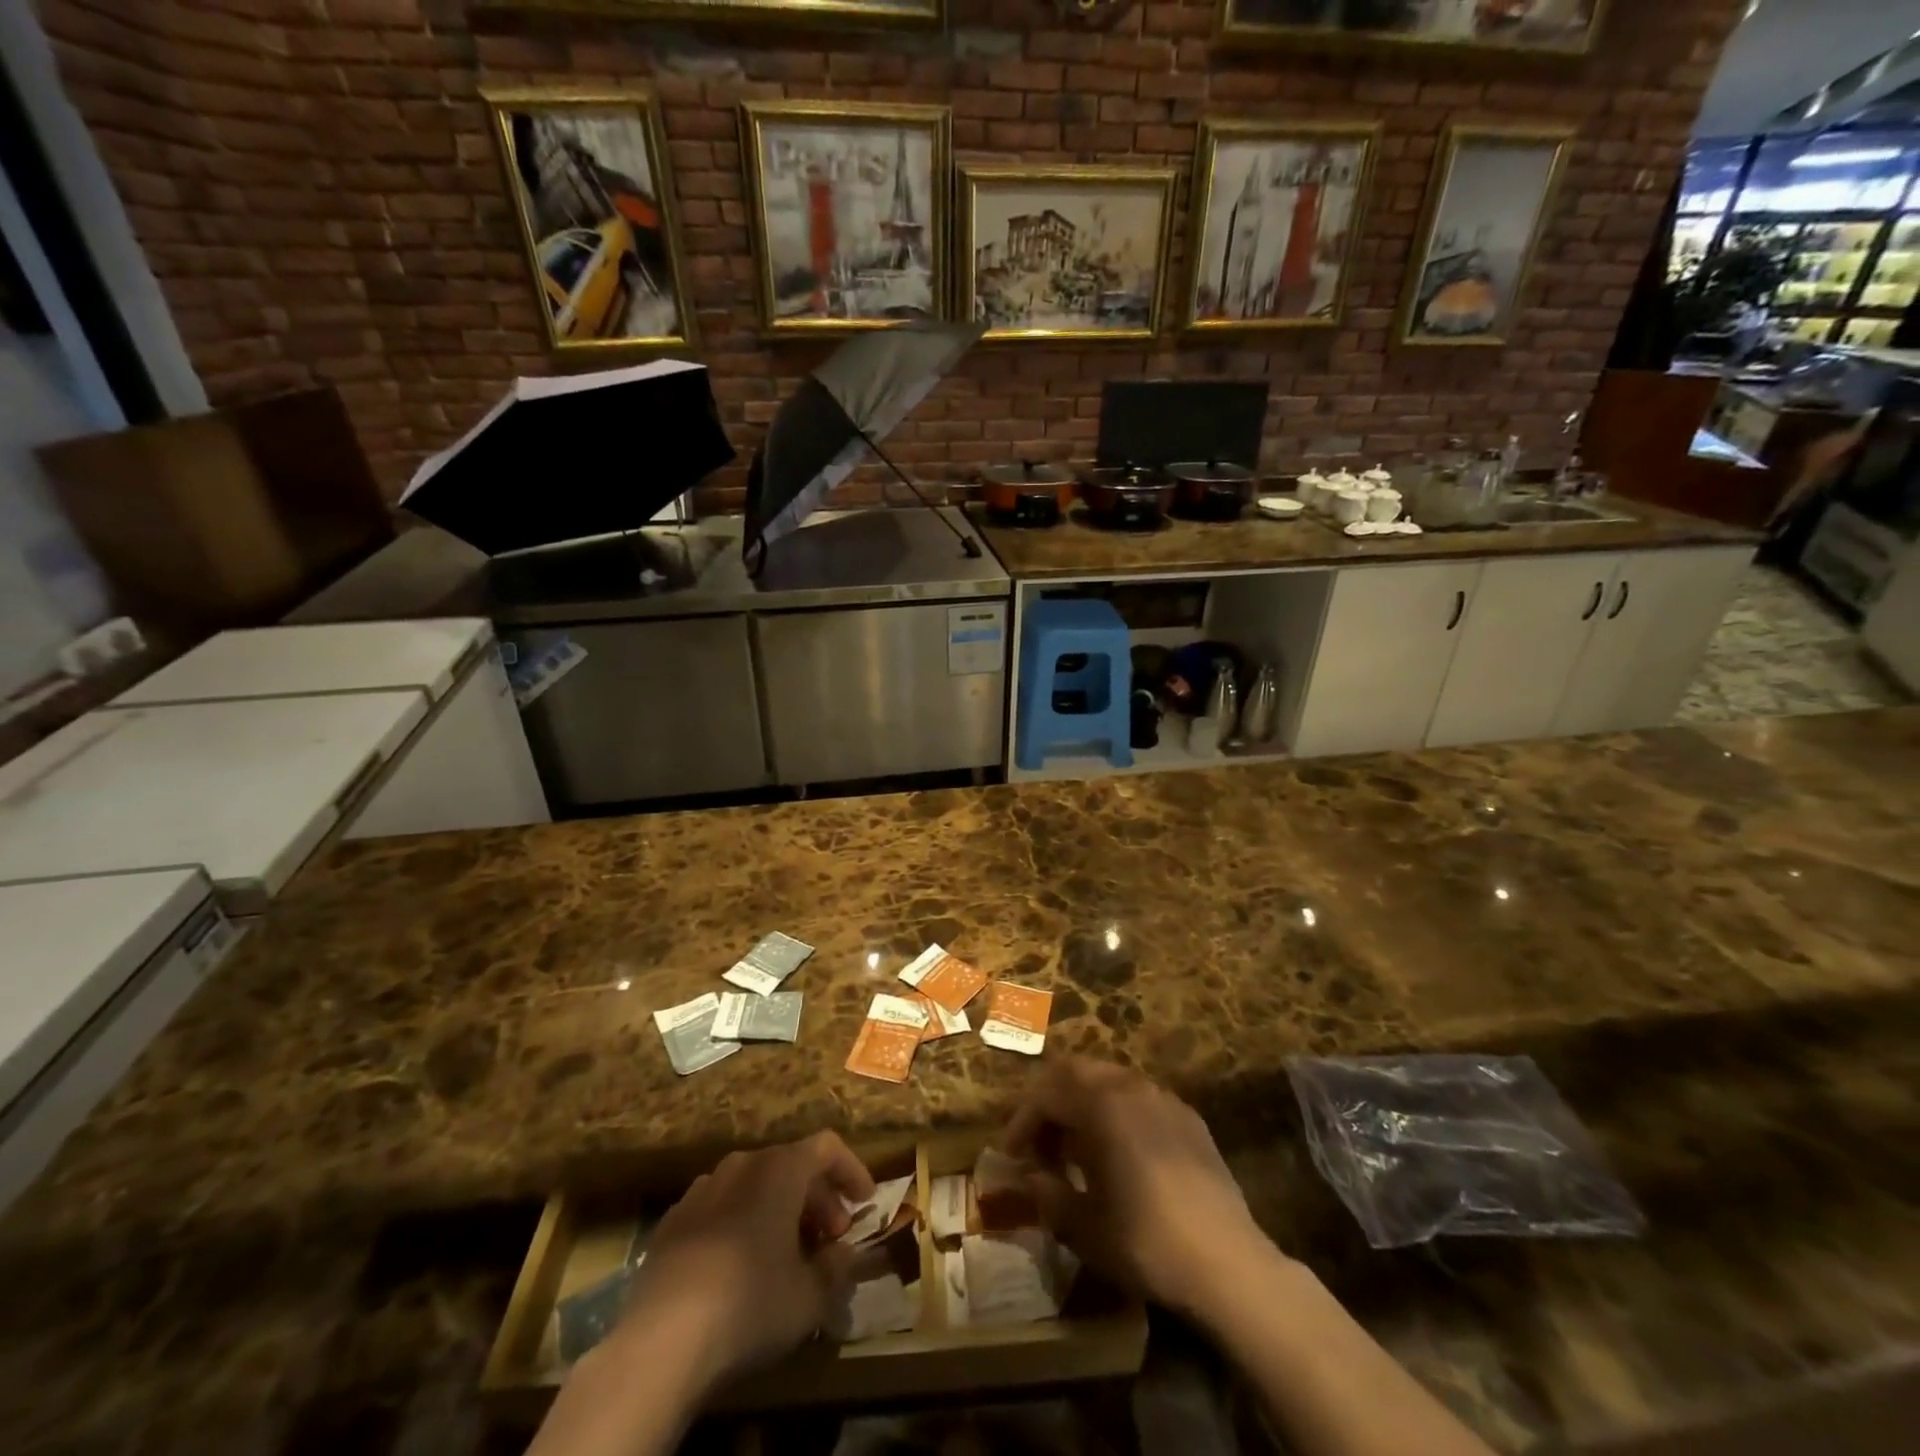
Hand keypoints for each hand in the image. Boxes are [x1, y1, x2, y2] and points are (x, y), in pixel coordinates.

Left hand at [614, 1131, 875, 1395]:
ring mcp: (703, 1189)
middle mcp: (743, 1164)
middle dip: (818, 1198)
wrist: (661, 1340)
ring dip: (779, 1209)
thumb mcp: (811, 1296)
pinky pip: (721, 1208)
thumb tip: (845, 1255)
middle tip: (831, 1239)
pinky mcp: (672, 1221)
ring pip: (754, 1184)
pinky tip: (741, 1265)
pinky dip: (742, 1223)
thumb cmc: (751, 1303)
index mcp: (781, 1168)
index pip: (828, 1147)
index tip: (865, 1202)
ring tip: (788, 1253)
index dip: (851, 1170)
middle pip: (791, 1164)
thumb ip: (837, 1269)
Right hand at [999, 1055, 1271, 1320]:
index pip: (1046, 1095)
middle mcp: (1130, 1087)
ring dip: (1084, 1104)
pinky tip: (1122, 1155)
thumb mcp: (1083, 1227)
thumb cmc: (1145, 1241)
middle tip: (1041, 1142)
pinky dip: (1118, 1113)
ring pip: (1110, 1080)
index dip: (1022, 1122)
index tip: (1011, 1155)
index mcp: (1100, 1104)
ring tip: (1078, 1149)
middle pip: (1076, 1071)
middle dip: (1051, 1101)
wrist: (1228, 1263)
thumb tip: (1032, 1178)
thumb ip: (1048, 1195)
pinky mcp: (1190, 1118)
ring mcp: (1164, 1098)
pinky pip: (1140, 1099)